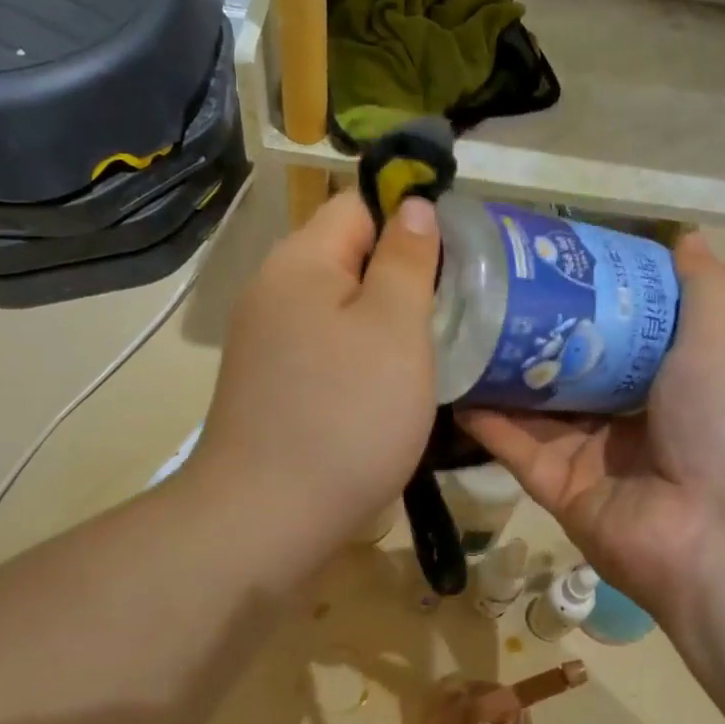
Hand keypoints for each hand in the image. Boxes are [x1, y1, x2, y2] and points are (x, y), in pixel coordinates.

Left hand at [187, 189, 439, 561]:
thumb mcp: (395, 327)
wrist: (267, 518)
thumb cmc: (346, 416)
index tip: (457, 261)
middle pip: (349, 256)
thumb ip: (407, 259)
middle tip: (453, 311)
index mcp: (300, 260)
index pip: (359, 205)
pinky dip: (360, 357)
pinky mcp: (271, 383)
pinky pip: (326, 348)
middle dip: (402, 275)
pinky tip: (388, 388)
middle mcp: (274, 290)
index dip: (410, 220)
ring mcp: (267, 341)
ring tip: (430, 350)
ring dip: (384, 322)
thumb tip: (413, 204)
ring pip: (340, 307)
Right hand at [459, 234, 724, 627]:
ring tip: (460, 331)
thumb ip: (702, 287)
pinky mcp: (557, 491)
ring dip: (500, 377)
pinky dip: (488, 422)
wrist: (717, 527)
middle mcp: (625, 422)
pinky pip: (516, 449)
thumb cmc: (720, 421)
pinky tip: (455, 386)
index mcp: (666, 386)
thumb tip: (689, 232)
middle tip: (487, 296)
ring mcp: (589, 459)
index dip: (582, 305)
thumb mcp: (716, 339)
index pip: (615, 339)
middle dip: (532, 338)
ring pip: (534, 410)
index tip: (544, 268)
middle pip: (568, 374)